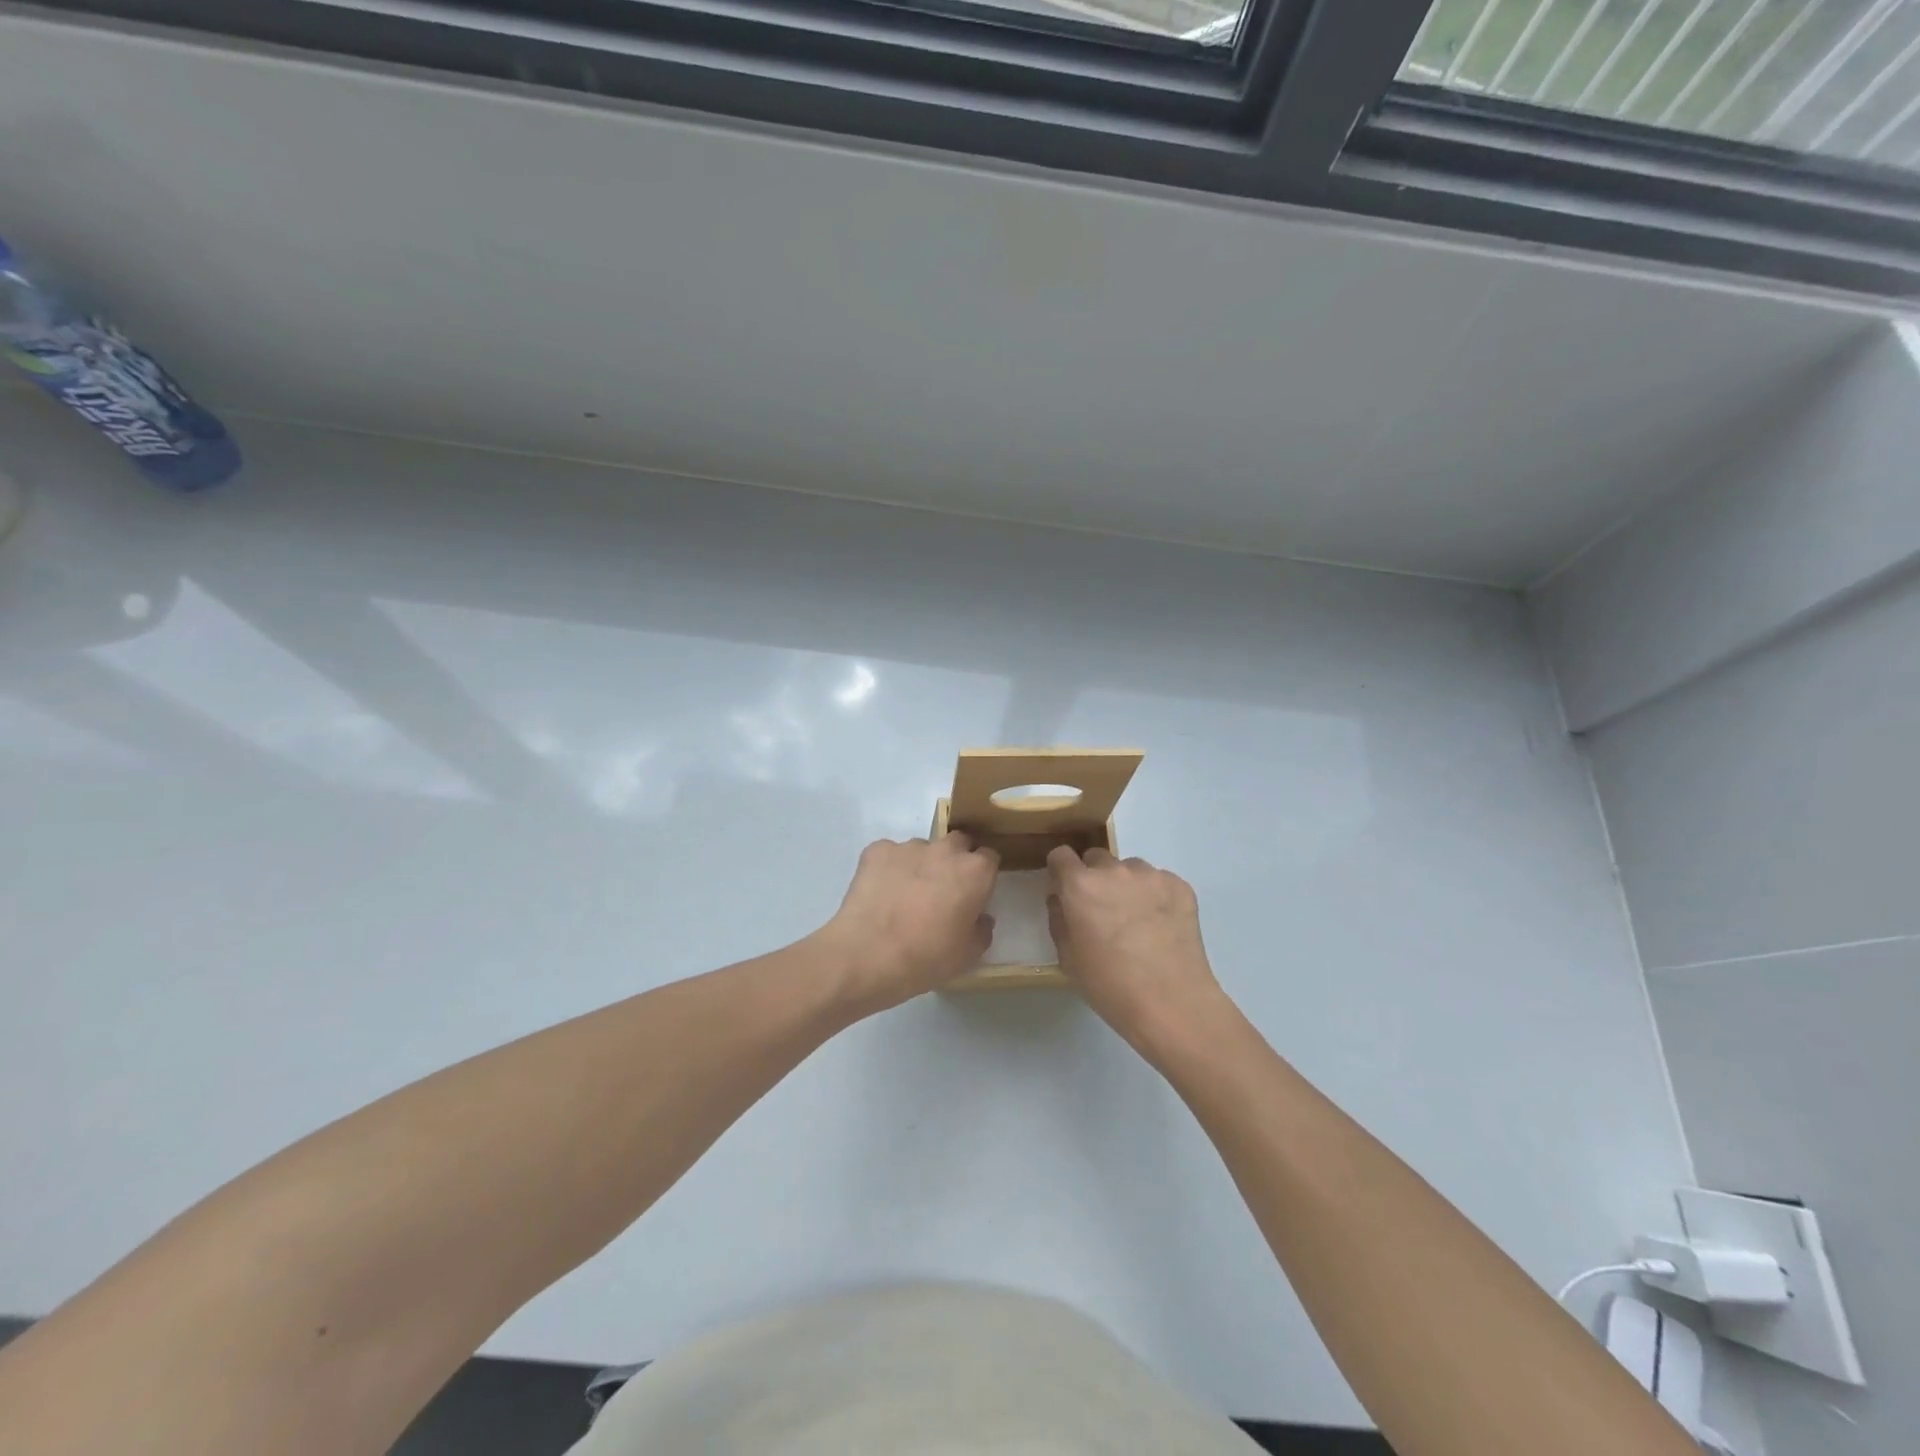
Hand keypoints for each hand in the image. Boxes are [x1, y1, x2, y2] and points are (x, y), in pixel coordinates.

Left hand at [819, 834, 999, 1012]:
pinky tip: (881, 893)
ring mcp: (908, 847)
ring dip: (921, 865)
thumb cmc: (927, 957)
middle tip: (944, 891)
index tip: (975, 893)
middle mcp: (945, 850)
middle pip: (958, 843)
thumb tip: (980, 917)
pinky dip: (889, 868)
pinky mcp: (876, 850)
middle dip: (955, 861)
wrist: (868, 955)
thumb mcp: (968, 955)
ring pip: (922, 849)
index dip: (983, 875)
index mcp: (975, 872)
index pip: (989, 857)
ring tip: (905, 896)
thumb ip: (982, 930)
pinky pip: (889, 854)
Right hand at [1046, 847, 1224, 1050]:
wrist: (1172, 1004)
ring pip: (1130, 869)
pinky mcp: (1180, 886)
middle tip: (1103, 911)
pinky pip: (1159, 882)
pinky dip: (1156, 896)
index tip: (1066, 891)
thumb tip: (1061, 900)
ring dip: (1127, 885)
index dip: (1061, 872)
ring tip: (1137, 921)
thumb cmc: (1110, 986)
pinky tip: (1161, 927)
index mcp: (1081, 885)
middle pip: (1096, 859)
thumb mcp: (1068, 958)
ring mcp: (1151, 875)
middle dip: (1094, 878)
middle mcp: (1114, 870)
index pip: (1061, 855)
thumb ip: (1058, 920)